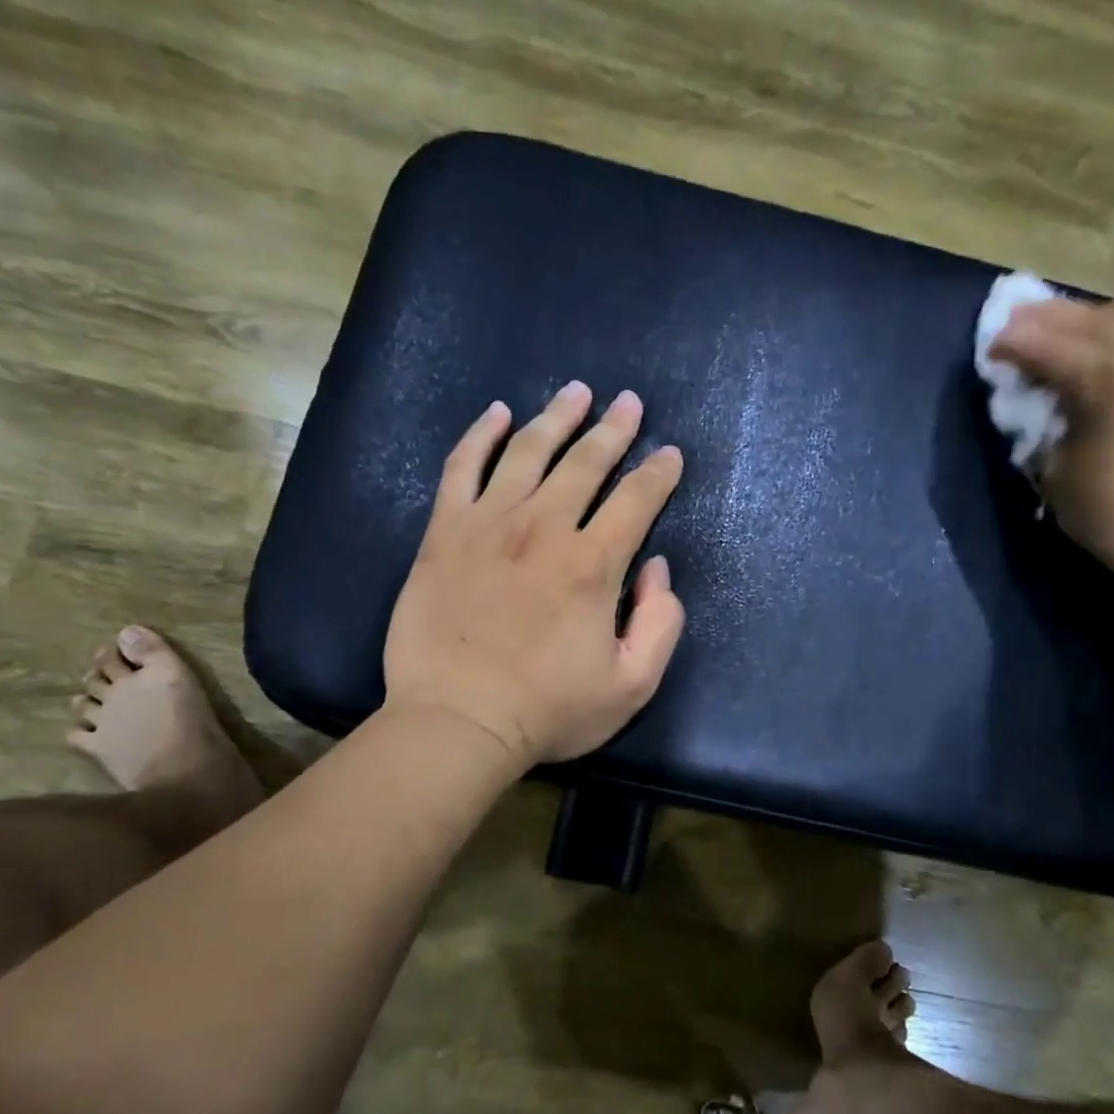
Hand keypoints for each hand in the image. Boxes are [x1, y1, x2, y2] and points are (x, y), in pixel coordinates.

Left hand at [383, 382, 686, 767]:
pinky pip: (461, 467)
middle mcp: (544, 529)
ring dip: (557, 417)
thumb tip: (656, 569)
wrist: (456, 722)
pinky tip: (497, 413)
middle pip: (586, 462)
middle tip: (629, 402)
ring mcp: (488, 525)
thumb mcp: (632, 685)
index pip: (637, 500)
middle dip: (614, 429)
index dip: (659, 473)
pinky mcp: (444, 533)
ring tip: (577, 392)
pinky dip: (480, 435)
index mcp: (593, 565)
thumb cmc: (548, 710)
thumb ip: (661, 624)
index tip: (670, 454)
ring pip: (528, 452)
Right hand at [990, 283, 1113, 604]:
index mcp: (1111, 379)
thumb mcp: (1058, 476)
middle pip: (1098, 318)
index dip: (1015, 343)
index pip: (1048, 347)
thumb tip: (1054, 411)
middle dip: (1055, 318)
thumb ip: (1052, 431)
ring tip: (1110, 328)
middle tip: (1028, 324)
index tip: (994, 345)